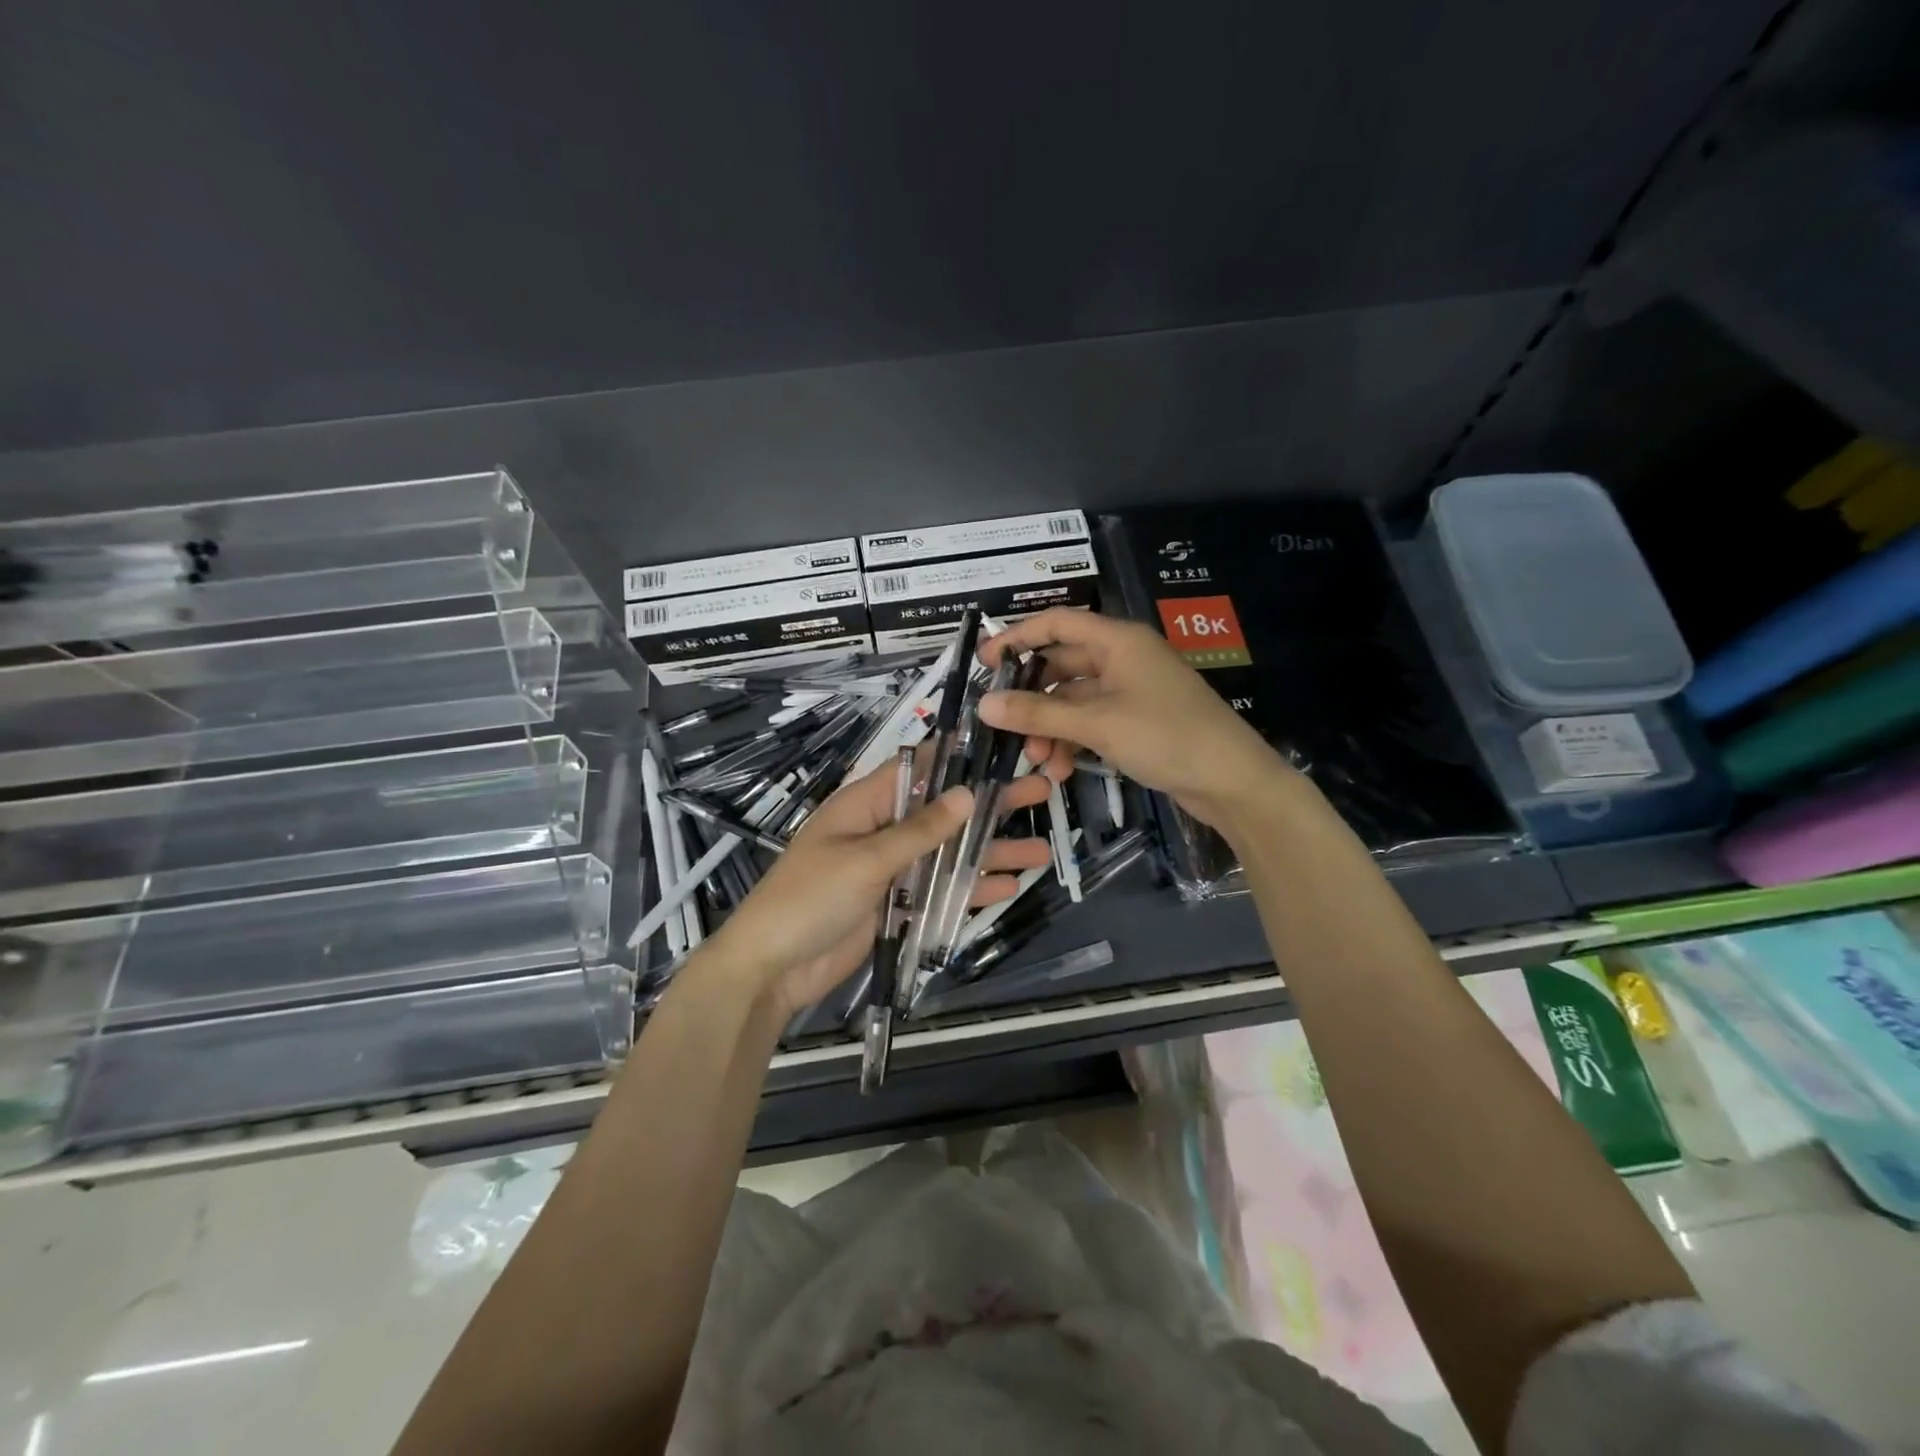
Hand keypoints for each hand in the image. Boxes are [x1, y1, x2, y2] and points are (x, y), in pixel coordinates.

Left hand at [699, 760, 1052, 1018]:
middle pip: (943, 812)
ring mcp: (890, 870)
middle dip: (990, 805)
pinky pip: (940, 890)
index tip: (1001, 747)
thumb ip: (919, 831)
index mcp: (864, 806)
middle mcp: (881, 830)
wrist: (772, 970)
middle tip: (1042, 791)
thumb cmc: (809, 899)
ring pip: (948, 853)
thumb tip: (967, 795)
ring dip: (990, 852)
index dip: (958, 757)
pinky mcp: (896, 905)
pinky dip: (971, 888)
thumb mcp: (866, 860)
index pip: (917, 768)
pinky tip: (1010, 886)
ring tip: (1041, 850)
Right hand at [977, 608, 1291, 832]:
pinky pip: (1092, 722)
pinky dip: (1073, 741)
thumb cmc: (1166, 736)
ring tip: (1037, 761)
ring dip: (1051, 727)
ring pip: (1074, 700)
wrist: (1232, 780)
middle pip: (1061, 665)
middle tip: (1005, 726)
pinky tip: (1061, 770)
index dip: (1017, 638)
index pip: (1056, 623)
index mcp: (1118, 641)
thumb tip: (984, 704)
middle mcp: (1123, 658)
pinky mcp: (1137, 720)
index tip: (984, 664)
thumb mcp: (1097, 724)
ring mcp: (1131, 690)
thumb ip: (1039, 713)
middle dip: (1033, 698)